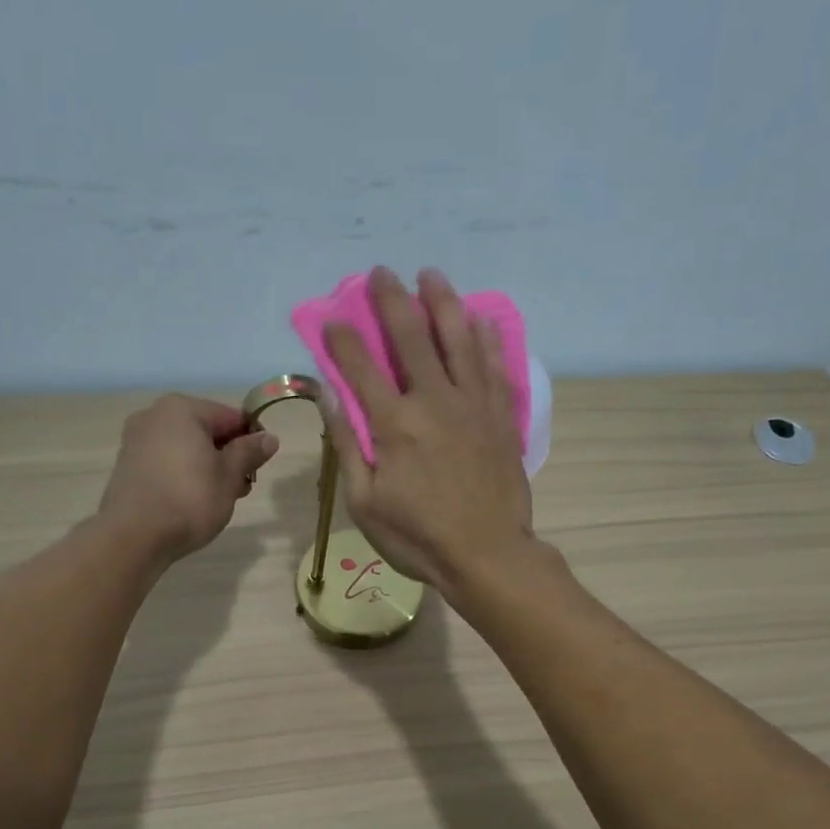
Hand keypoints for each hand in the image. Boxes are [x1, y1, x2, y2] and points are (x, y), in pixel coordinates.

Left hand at [98, 395, 277, 561]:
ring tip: (220, 498)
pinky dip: (183, 474)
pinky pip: (166, 462)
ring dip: (207, 467)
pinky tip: (192, 501)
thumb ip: (249, 452)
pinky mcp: (127, 466)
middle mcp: (154, 415)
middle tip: (241, 487)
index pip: (231, 417)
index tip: (260, 467)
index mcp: (182, 409)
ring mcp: (136, 440)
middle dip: (228, 456)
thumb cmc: (190, 499)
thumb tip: (269, 438)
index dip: (252, 440)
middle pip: (206, 430)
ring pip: (185, 448)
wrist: (135, 536)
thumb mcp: (229, 476)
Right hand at [323, 267, 533, 590]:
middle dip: (391, 300)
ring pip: (458, 338)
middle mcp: (434, 401)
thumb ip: (348, 444)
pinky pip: (494, 365)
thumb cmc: (418, 537)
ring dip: (442, 302)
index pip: (360, 367)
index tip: (333, 318)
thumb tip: (328, 396)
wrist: (487, 555)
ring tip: (431, 276)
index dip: (343, 338)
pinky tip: (478, 319)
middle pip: (411, 337)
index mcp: (395, 425)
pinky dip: (485, 338)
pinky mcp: (501, 416)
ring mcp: (473, 404)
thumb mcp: (365, 502)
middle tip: (381, 273)